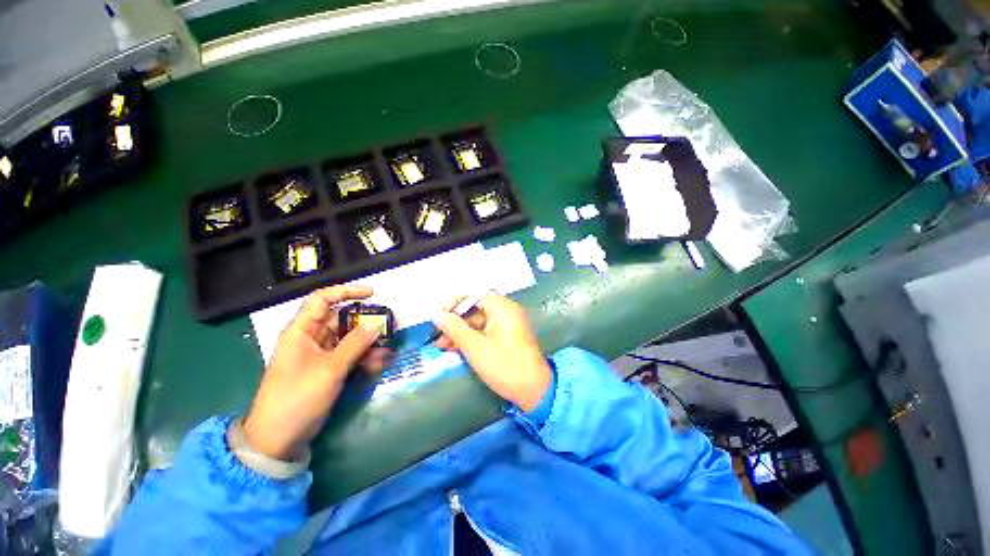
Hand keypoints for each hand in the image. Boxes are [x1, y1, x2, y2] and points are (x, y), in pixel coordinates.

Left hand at [243, 285, 387, 459]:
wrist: (278, 440)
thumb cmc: (297, 397)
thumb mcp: (330, 369)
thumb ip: (355, 344)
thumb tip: (376, 324)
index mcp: (302, 330)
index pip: (323, 299)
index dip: (347, 291)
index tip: (373, 294)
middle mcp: (311, 338)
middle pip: (341, 319)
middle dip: (367, 321)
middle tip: (390, 325)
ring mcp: (320, 355)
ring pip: (349, 338)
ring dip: (369, 343)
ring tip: (387, 351)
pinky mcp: (327, 369)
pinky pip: (349, 355)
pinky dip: (364, 358)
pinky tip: (378, 365)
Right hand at [433, 294, 550, 411]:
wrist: (534, 391)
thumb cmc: (504, 366)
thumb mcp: (475, 347)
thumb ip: (455, 329)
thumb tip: (436, 314)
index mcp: (502, 308)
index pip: (474, 296)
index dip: (454, 304)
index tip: (438, 316)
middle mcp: (506, 312)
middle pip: (475, 310)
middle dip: (455, 322)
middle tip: (437, 336)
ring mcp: (507, 325)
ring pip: (478, 323)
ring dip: (460, 332)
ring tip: (441, 346)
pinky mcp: (506, 338)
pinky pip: (485, 332)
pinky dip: (471, 339)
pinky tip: (455, 349)